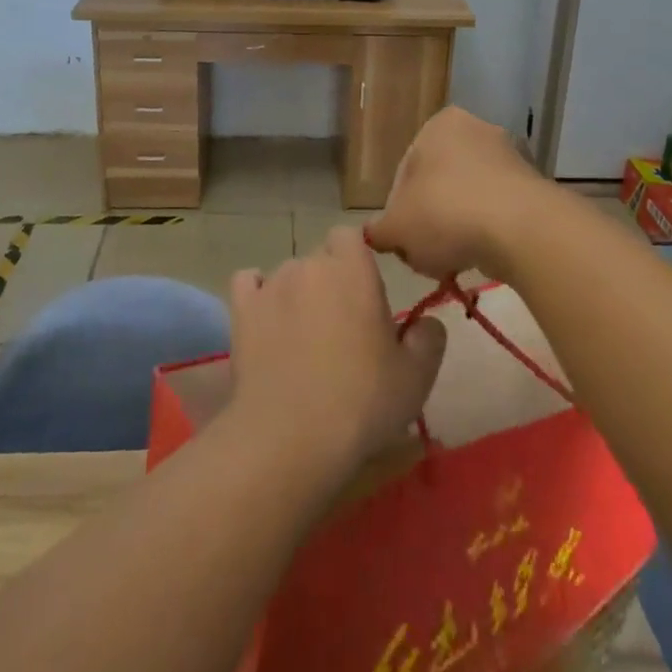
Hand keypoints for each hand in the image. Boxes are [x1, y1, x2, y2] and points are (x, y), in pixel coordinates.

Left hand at [226, 229, 446, 480]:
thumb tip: (428, 322)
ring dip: (298, 294)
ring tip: (303, 338)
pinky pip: (248, 284)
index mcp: (353, 269)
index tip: (366, 291)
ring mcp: (271, 285)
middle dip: (331, 281)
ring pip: (289, 275)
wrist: (291, 436)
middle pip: (320, 257)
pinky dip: (257, 296)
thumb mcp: (416, 377)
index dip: (356, 258)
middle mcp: (310, 265)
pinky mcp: (242, 310)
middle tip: (342, 326)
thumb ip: (429, 338)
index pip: (350, 235)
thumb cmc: (362, 401)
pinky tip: (266, 322)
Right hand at [367, 106, 554, 281]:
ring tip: (453, 262)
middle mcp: (476, 129)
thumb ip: (379, 231)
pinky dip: (487, 232)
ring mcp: (510, 156)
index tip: (401, 242)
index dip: (397, 212)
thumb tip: (375, 235)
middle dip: (430, 220)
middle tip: (424, 254)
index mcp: (439, 125)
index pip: (405, 172)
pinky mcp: (534, 186)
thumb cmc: (446, 214)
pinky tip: (481, 259)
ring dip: (458, 228)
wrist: (522, 230)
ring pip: (469, 199)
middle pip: (439, 184)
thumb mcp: (396, 228)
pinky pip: (498, 211)